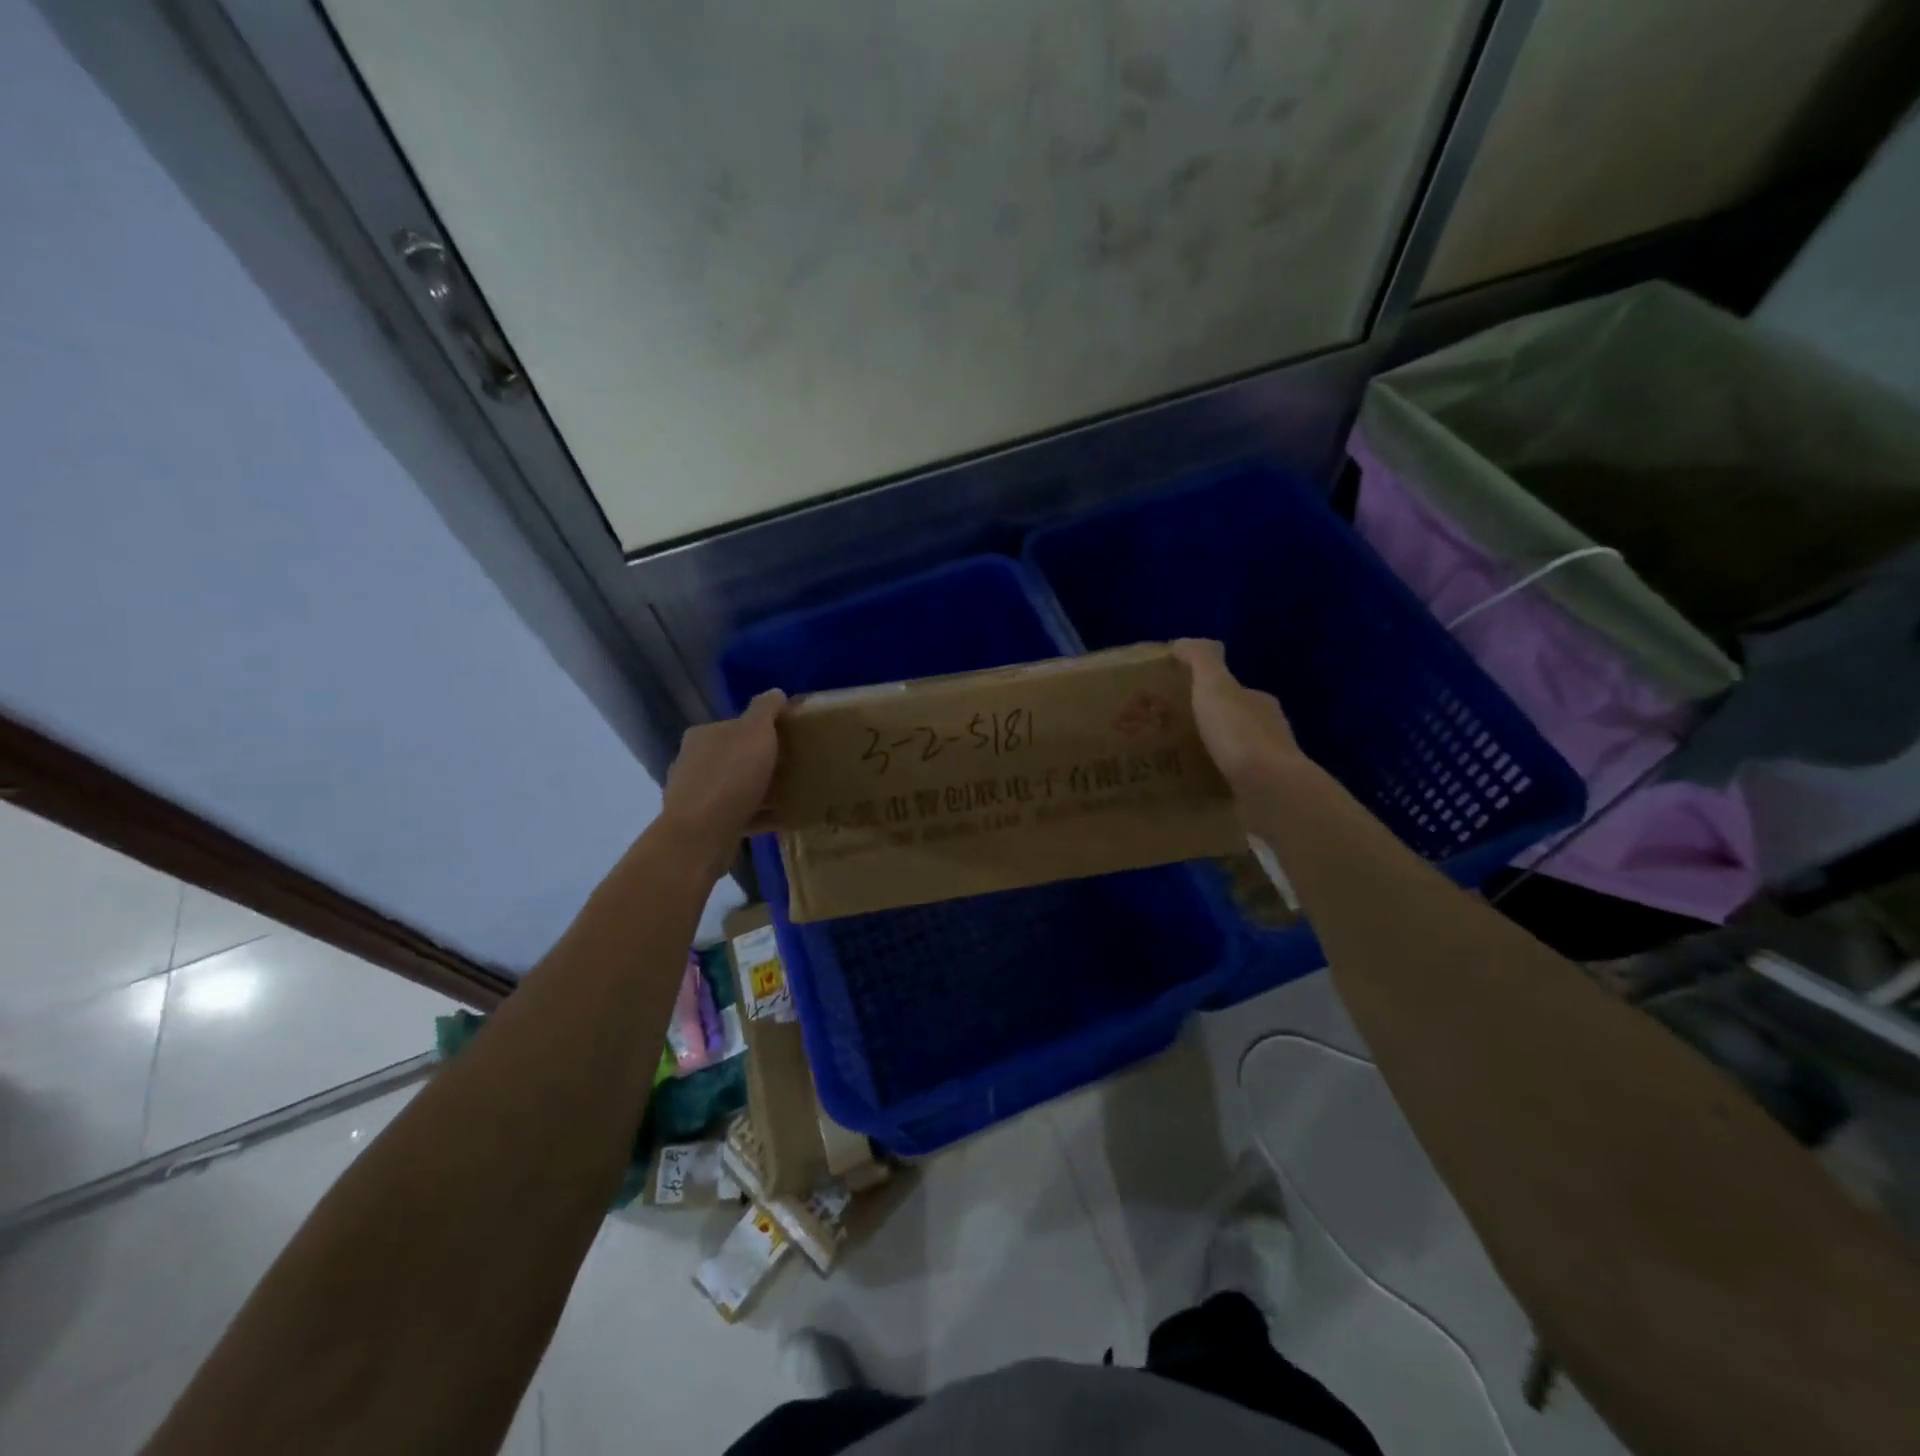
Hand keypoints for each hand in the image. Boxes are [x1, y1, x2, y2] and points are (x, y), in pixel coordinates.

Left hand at [660, 689, 784, 867]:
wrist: (701, 834)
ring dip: (760, 790)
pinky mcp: (703, 825)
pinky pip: (739, 814)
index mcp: (702, 735)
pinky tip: (783, 818)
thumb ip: (765, 710)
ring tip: (792, 794)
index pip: (735, 725)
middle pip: (735, 757)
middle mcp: (693, 762)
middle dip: (761, 761)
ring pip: (736, 787)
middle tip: (793, 766)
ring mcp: (696, 796)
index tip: (788, 739)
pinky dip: (760, 815)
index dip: (762, 730)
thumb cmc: (730, 776)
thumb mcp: (755, 732)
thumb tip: (775, 692)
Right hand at [1171, 638, 1302, 802]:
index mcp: (1260, 703)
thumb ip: (1201, 660)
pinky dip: (1210, 783)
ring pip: (1229, 755)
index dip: (1204, 692)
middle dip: (1202, 726)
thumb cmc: (1240, 734)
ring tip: (1169, 764)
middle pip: (1229, 723)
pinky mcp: (1260, 796)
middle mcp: (1268, 732)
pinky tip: (1187, 790)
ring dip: (1205, 757)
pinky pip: (1228, 784)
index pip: (1231, 691)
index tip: (1173, 700)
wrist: (1269, 792)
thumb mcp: (1215, 686)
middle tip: (1164, 733)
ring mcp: (1266, 767)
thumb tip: (1182, 643)